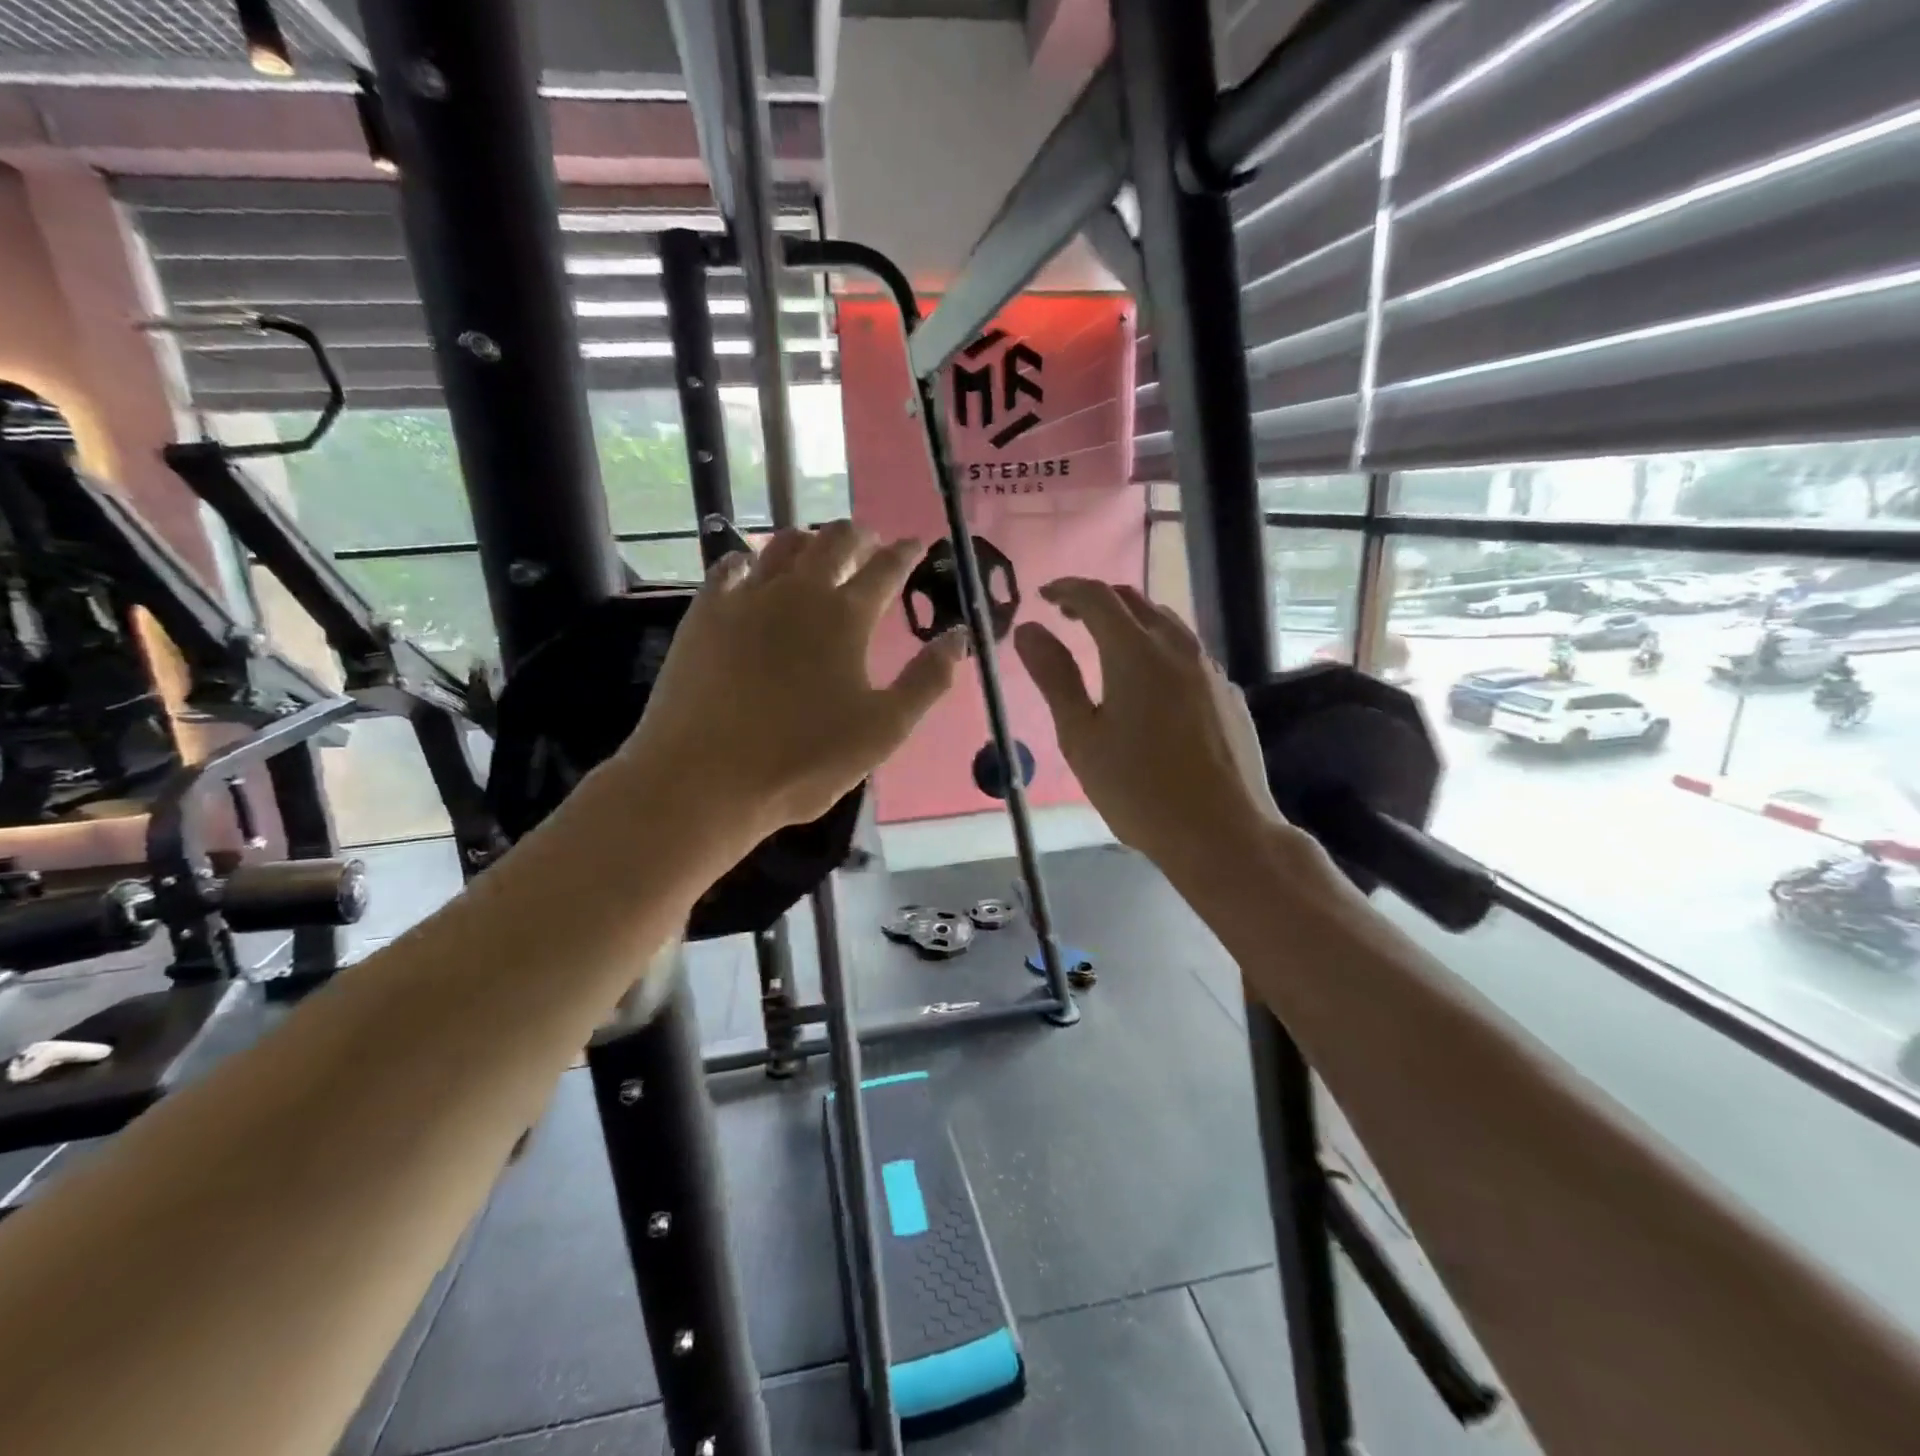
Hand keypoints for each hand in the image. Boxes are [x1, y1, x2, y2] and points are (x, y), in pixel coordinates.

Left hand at [619, 522, 967, 841]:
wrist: (704, 777)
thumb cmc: (803, 760)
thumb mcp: (883, 730)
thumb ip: (927, 681)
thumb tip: (959, 637)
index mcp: (846, 618)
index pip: (885, 570)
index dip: (904, 553)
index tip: (915, 543)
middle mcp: (798, 592)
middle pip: (833, 543)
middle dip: (857, 536)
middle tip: (868, 539)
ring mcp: (746, 598)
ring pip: (781, 546)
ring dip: (807, 539)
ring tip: (816, 545)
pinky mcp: (704, 613)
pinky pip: (730, 567)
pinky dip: (750, 559)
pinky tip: (750, 566)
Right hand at [1014, 578, 1280, 876]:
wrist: (1222, 832)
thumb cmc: (1138, 789)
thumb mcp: (1081, 736)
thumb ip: (1055, 677)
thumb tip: (1028, 630)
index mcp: (1134, 652)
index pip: (1096, 597)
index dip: (1066, 589)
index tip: (1043, 597)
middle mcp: (1177, 648)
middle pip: (1135, 602)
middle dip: (1098, 600)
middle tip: (1068, 617)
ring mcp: (1210, 670)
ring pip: (1167, 624)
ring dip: (1132, 622)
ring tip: (1107, 644)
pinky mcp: (1229, 695)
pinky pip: (1189, 655)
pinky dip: (1160, 650)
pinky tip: (1152, 685)